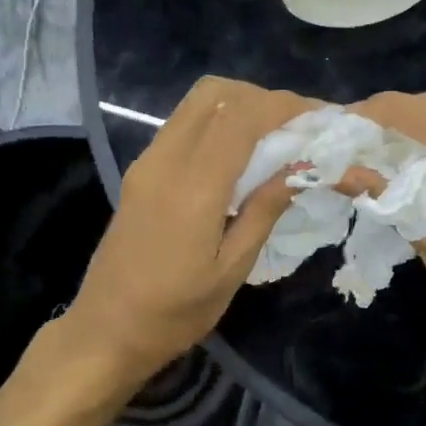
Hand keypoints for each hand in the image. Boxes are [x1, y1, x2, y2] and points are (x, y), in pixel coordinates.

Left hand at [60, 77, 310, 395]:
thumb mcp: (231, 269)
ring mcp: (148, 162)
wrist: (105, 332)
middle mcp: (165, 160)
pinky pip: (183, 125)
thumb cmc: (174, 313)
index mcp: (193, 186)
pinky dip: (218, 123)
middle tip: (296, 126)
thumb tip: (301, 166)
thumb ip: (265, 209)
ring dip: (239, 106)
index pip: (242, 117)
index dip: (285, 106)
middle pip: (215, 93)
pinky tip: (240, 155)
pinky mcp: (140, 172)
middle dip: (262, 98)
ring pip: (196, 104)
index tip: (320, 117)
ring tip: (274, 137)